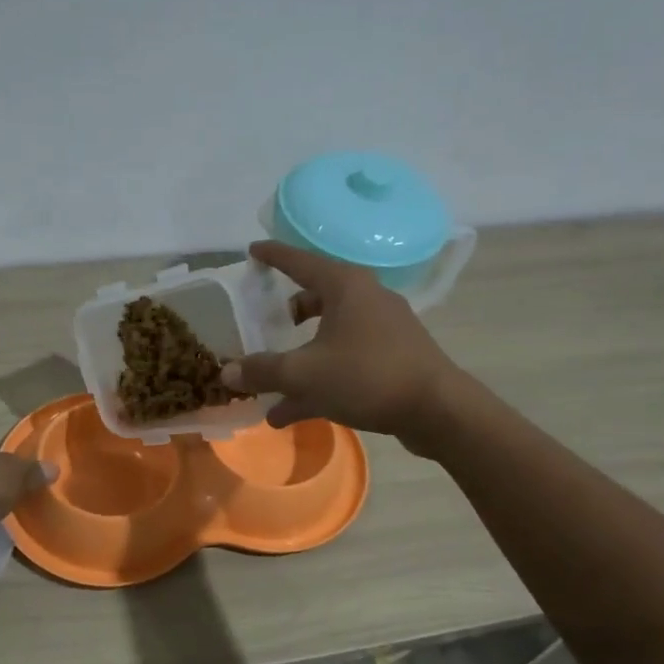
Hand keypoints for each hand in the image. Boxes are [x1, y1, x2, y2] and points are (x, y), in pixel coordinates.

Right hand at [222, 240, 463, 451]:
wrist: (436, 409)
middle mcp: (365, 298)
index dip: (273, 256)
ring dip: (298, 359)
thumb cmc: (367, 376)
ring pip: (327, 335)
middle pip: (315, 298)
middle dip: (286, 314)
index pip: (299, 261)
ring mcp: (382, 329)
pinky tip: (292, 412)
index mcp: (345, 286)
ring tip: (270, 386)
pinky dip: (318, 377)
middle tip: (264, 323)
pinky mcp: (391, 357)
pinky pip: (343, 360)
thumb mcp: (304, 374)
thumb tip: (227, 372)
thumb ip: (262, 371)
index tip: (252, 251)